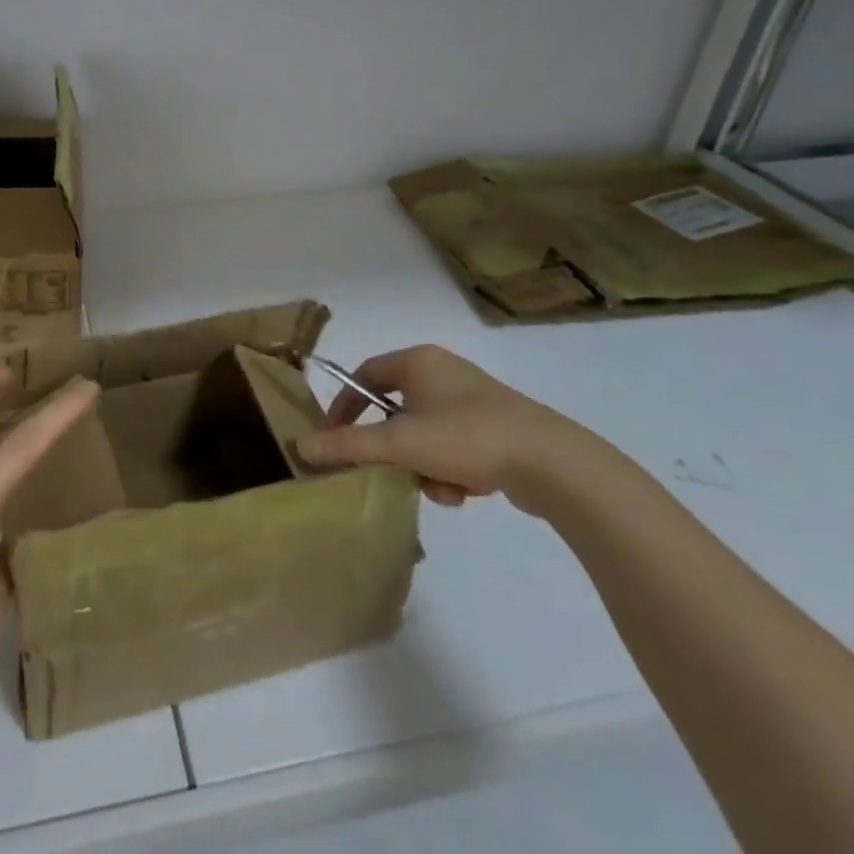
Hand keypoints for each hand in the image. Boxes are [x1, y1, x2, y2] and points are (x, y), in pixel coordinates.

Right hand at [297, 344, 589, 514]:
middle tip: (387, 470)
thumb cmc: (466, 437)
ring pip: (424, 434)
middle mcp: (443, 371)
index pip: (364, 375)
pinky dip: (451, 470)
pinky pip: (453, 446)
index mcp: (418, 361)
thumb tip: (301, 445)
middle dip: (392, 447)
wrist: (552, 463)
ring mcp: (472, 399)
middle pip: (395, 410)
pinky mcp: (496, 427)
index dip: (345, 406)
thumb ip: (349, 445)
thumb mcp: (400, 443)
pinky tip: (466, 491)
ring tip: (440, 488)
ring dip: (423, 465)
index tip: (335, 439)